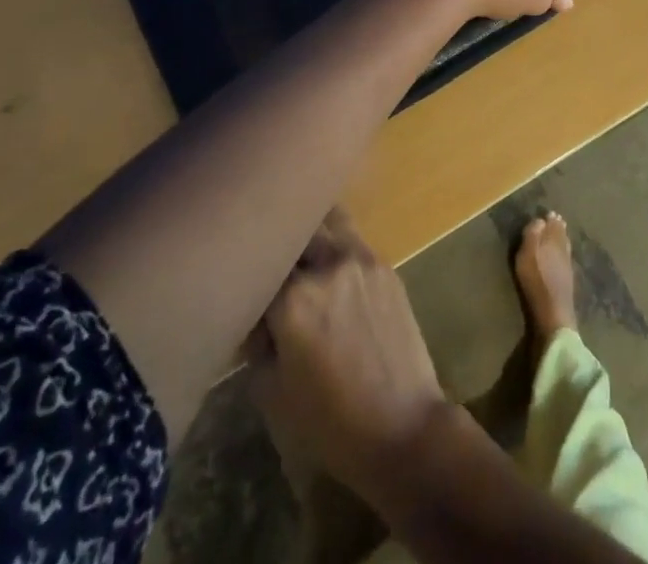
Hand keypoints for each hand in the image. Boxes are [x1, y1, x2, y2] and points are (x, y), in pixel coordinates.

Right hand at [247, 209, 452, 508]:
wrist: (402, 425)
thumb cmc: (330, 422)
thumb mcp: (273, 392)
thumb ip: (257, 345)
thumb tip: (257, 321)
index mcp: (293, 298)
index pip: (259, 269)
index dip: (249, 284)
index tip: (245, 299)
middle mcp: (328, 264)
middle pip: (295, 232)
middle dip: (280, 247)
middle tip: (274, 271)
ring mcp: (362, 259)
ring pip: (329, 223)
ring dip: (313, 235)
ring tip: (305, 260)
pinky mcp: (386, 265)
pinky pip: (353, 242)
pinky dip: (338, 248)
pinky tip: (334, 274)